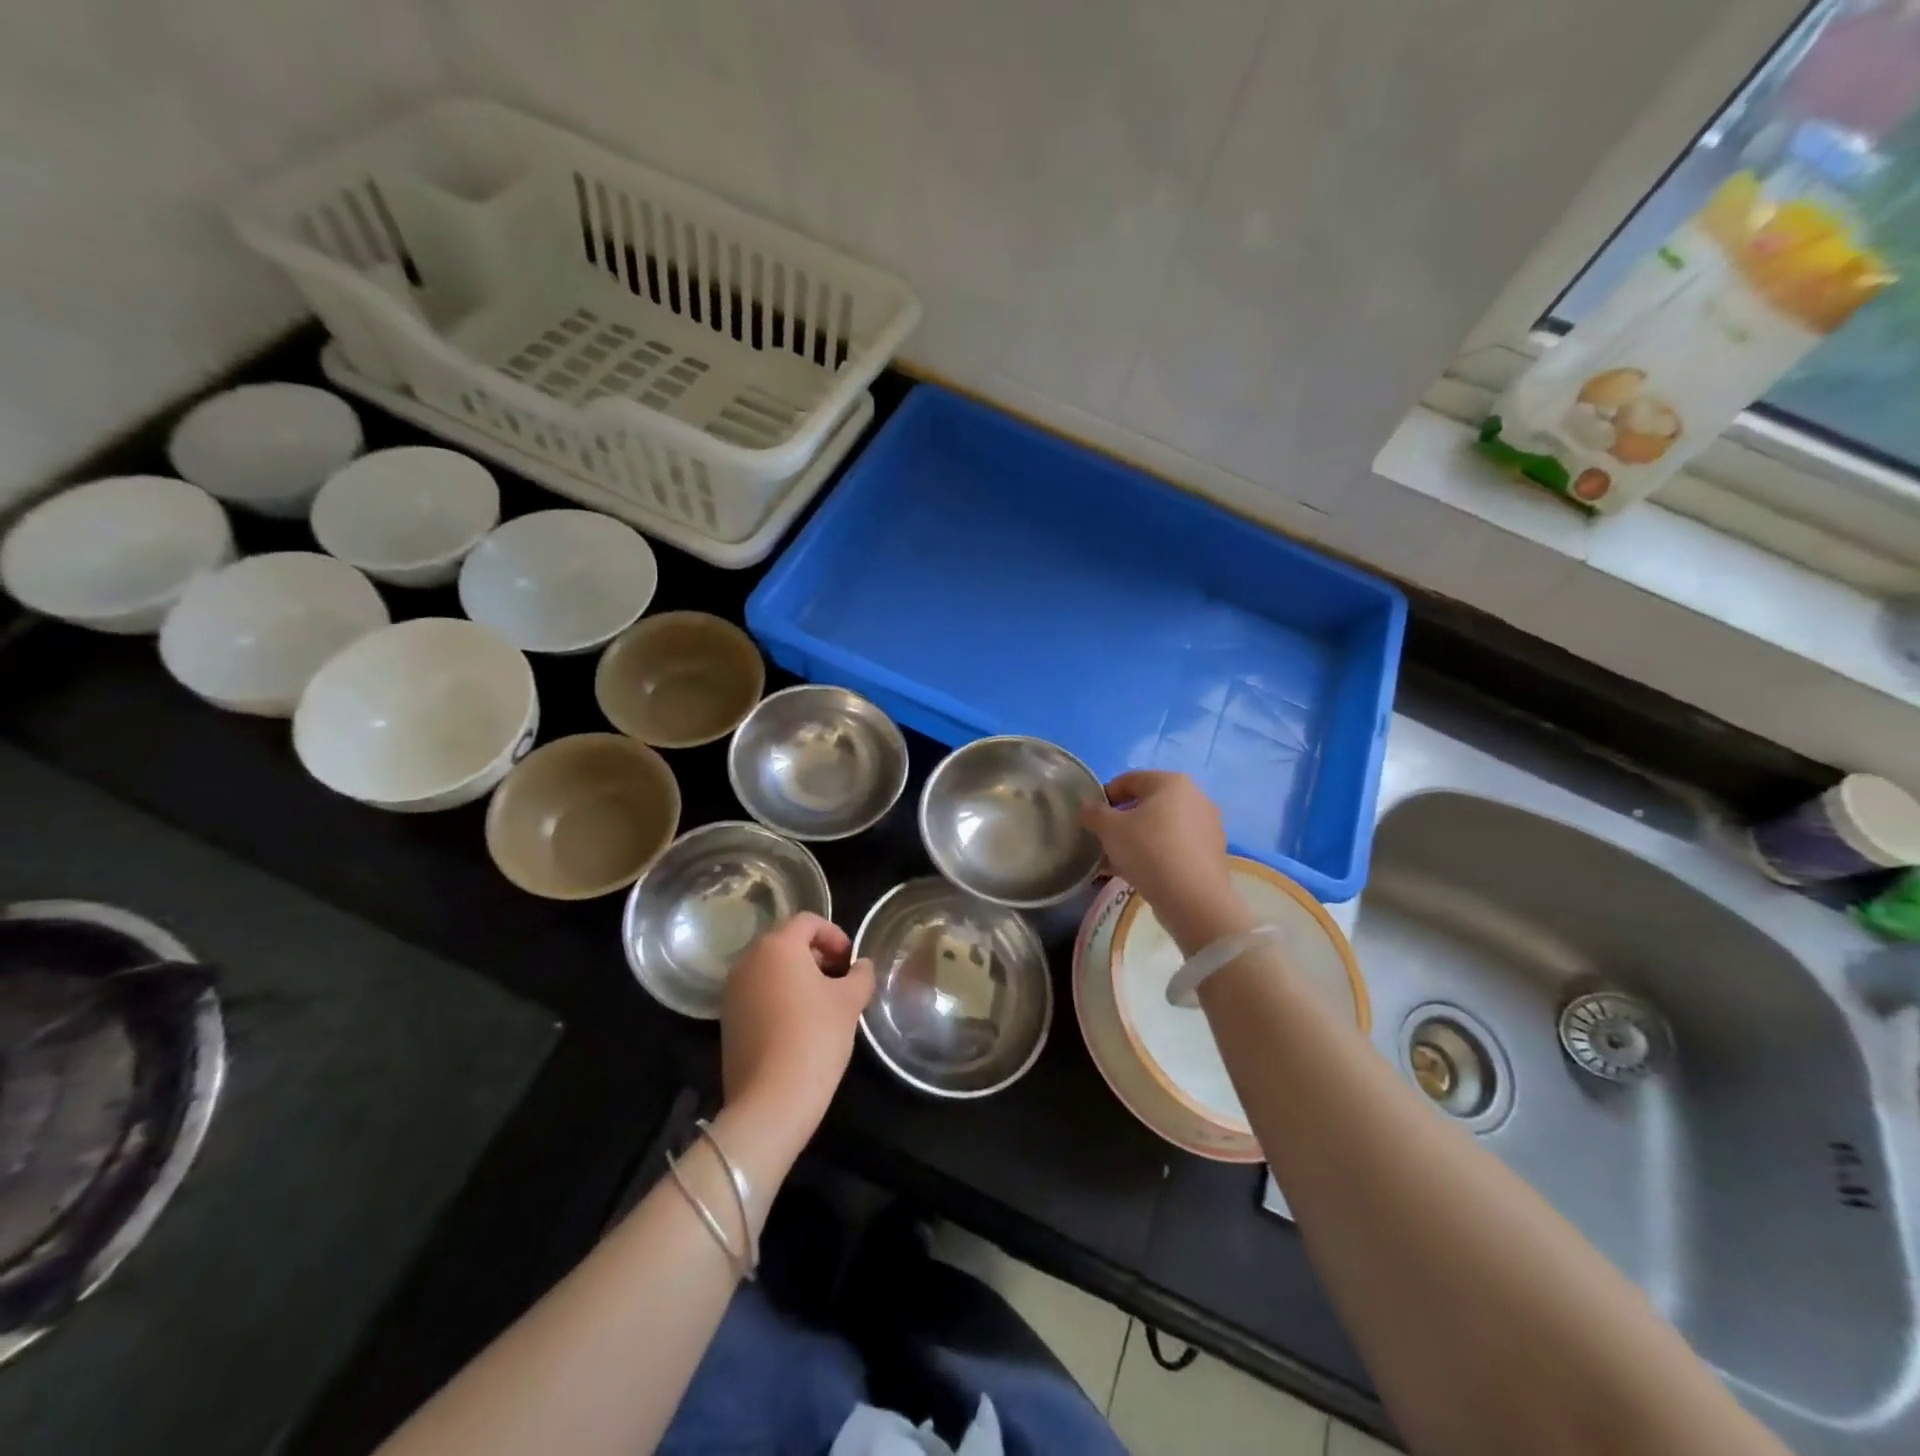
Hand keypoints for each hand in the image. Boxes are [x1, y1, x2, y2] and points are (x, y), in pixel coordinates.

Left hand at [721, 913, 873, 1145]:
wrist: (771, 1100)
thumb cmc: (815, 1037)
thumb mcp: (850, 1002)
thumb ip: (860, 975)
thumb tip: (861, 966)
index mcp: (777, 946)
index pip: (808, 921)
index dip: (835, 935)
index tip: (851, 961)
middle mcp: (749, 960)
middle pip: (787, 943)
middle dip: (817, 955)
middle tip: (841, 980)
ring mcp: (733, 991)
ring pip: (771, 969)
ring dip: (798, 976)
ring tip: (824, 1004)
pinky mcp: (728, 1019)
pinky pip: (759, 993)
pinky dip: (780, 997)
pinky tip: (800, 1025)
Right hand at [1082, 771, 1249, 951]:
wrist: (1193, 899)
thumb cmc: (1148, 851)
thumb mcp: (1109, 829)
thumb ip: (1093, 813)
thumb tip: (1088, 808)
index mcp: (1171, 782)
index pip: (1129, 780)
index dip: (1105, 796)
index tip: (1091, 818)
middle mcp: (1195, 797)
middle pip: (1148, 804)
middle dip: (1122, 821)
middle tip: (1104, 841)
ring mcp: (1208, 826)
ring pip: (1161, 828)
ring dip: (1138, 839)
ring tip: (1117, 861)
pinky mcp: (1212, 853)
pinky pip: (1176, 847)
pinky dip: (1157, 854)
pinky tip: (1140, 874)